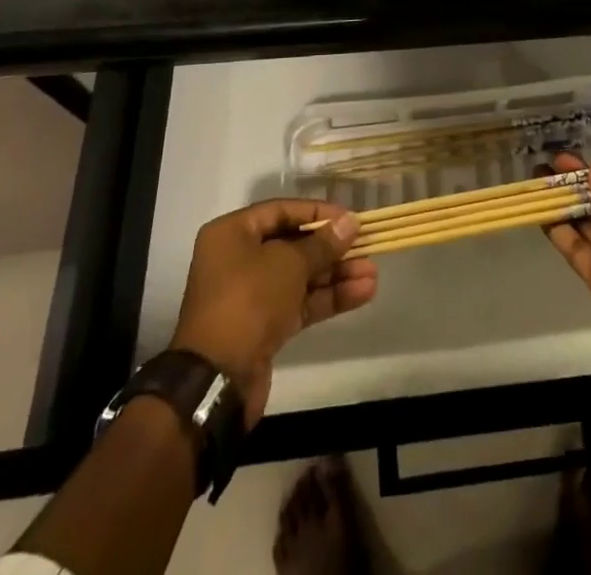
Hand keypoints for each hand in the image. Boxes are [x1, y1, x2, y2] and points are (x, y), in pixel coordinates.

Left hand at [172, 200, 375, 426]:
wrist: (217, 380)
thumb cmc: (248, 301)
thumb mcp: (289, 264)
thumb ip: (322, 243)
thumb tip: (350, 223)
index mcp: (233, 234)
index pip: (283, 211)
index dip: (319, 213)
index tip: (350, 219)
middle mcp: (239, 259)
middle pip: (294, 245)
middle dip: (333, 249)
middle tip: (367, 246)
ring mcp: (252, 295)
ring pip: (301, 276)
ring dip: (337, 275)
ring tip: (373, 274)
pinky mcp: (264, 326)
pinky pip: (301, 302)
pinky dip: (329, 298)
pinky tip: (362, 293)